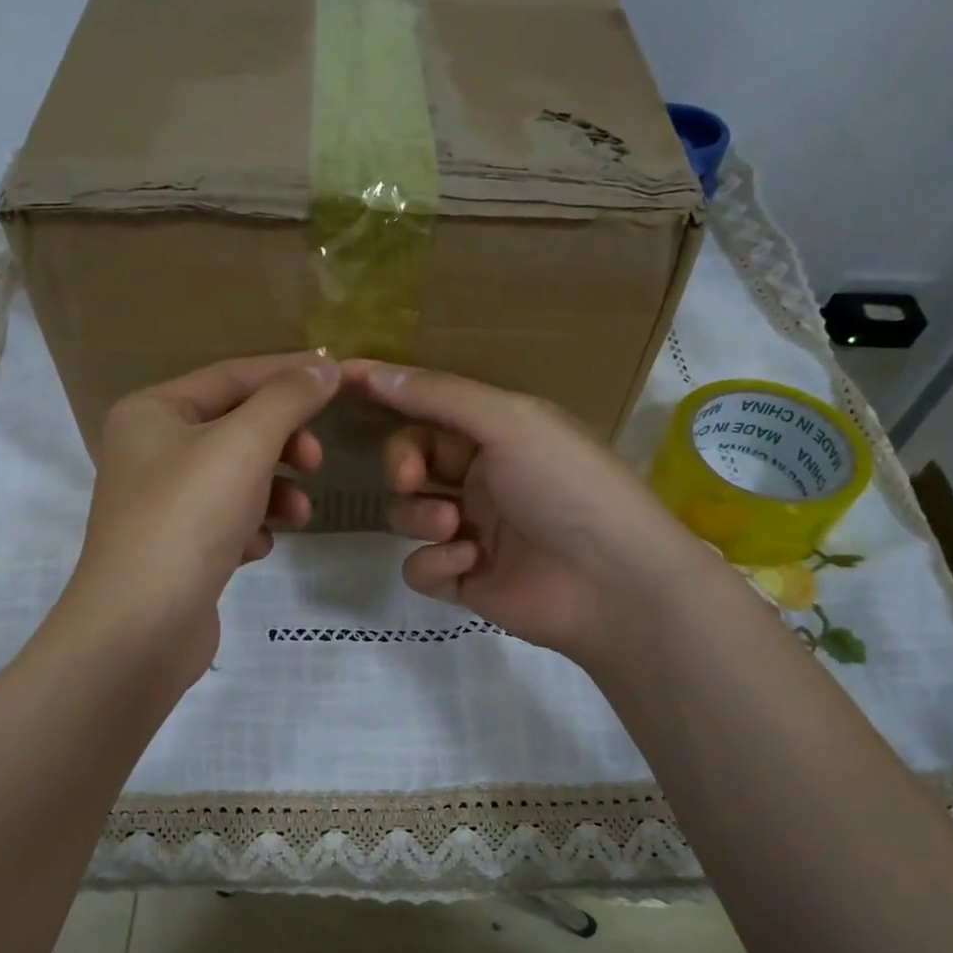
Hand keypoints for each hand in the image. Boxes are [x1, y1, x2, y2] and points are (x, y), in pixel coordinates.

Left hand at [67, 352, 339, 684]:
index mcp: (152, 413)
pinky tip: (256, 549)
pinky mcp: (178, 550)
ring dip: (275, 492)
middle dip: (283, 443)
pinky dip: (251, 529)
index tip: (339, 377)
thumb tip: (324, 366)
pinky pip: (228, 522)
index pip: (231, 376)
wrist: (140, 628)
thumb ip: (287, 400)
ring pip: (237, 480)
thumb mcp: (243, 446)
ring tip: (298, 515)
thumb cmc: (187, 520)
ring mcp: (163, 504)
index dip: (287, 373)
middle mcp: (151, 451)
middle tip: (316, 461)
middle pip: (236, 429)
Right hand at [346, 359, 698, 667]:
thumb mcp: (509, 422)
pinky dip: (436, 564)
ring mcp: (473, 532)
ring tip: (454, 528)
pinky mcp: (466, 581)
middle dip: (402, 466)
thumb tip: (372, 371)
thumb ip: (439, 397)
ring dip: (419, 518)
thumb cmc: (566, 485)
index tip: (340, 384)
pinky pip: (422, 567)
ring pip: (408, 516)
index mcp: (499, 434)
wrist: (612, 581)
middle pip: (411, 462)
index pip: (430, 409)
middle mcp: (483, 478)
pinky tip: (469, 565)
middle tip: (410, 478)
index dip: (390, 397)